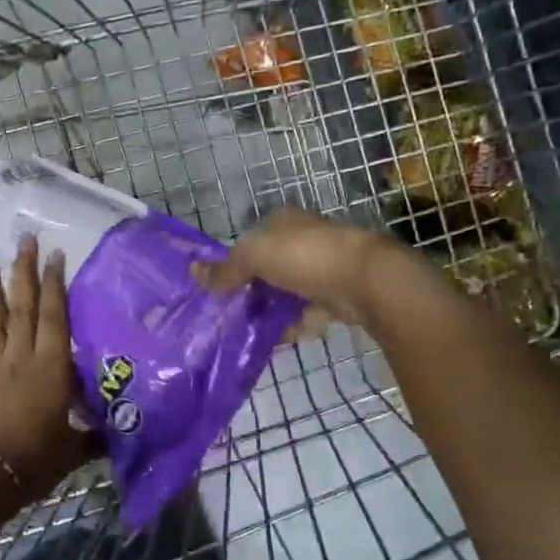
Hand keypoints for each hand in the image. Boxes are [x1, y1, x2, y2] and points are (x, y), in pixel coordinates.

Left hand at [0, 236, 88, 503]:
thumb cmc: (36, 460)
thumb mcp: (74, 450)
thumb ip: (93, 438)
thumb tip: (115, 436)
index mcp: (52, 367)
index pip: (54, 316)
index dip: (55, 284)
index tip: (55, 255)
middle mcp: (21, 357)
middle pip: (22, 306)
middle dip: (24, 271)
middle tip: (25, 241)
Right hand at [191, 207, 411, 329]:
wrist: (367, 281)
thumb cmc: (306, 257)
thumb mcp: (254, 257)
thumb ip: (225, 268)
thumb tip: (193, 272)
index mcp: (285, 222)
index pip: (254, 239)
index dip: (238, 260)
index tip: (223, 286)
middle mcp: (307, 239)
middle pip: (271, 267)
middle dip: (255, 290)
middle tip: (236, 313)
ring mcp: (327, 267)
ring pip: (291, 291)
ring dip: (276, 311)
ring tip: (256, 331)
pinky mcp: (342, 294)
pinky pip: (312, 311)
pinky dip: (299, 324)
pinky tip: (286, 337)